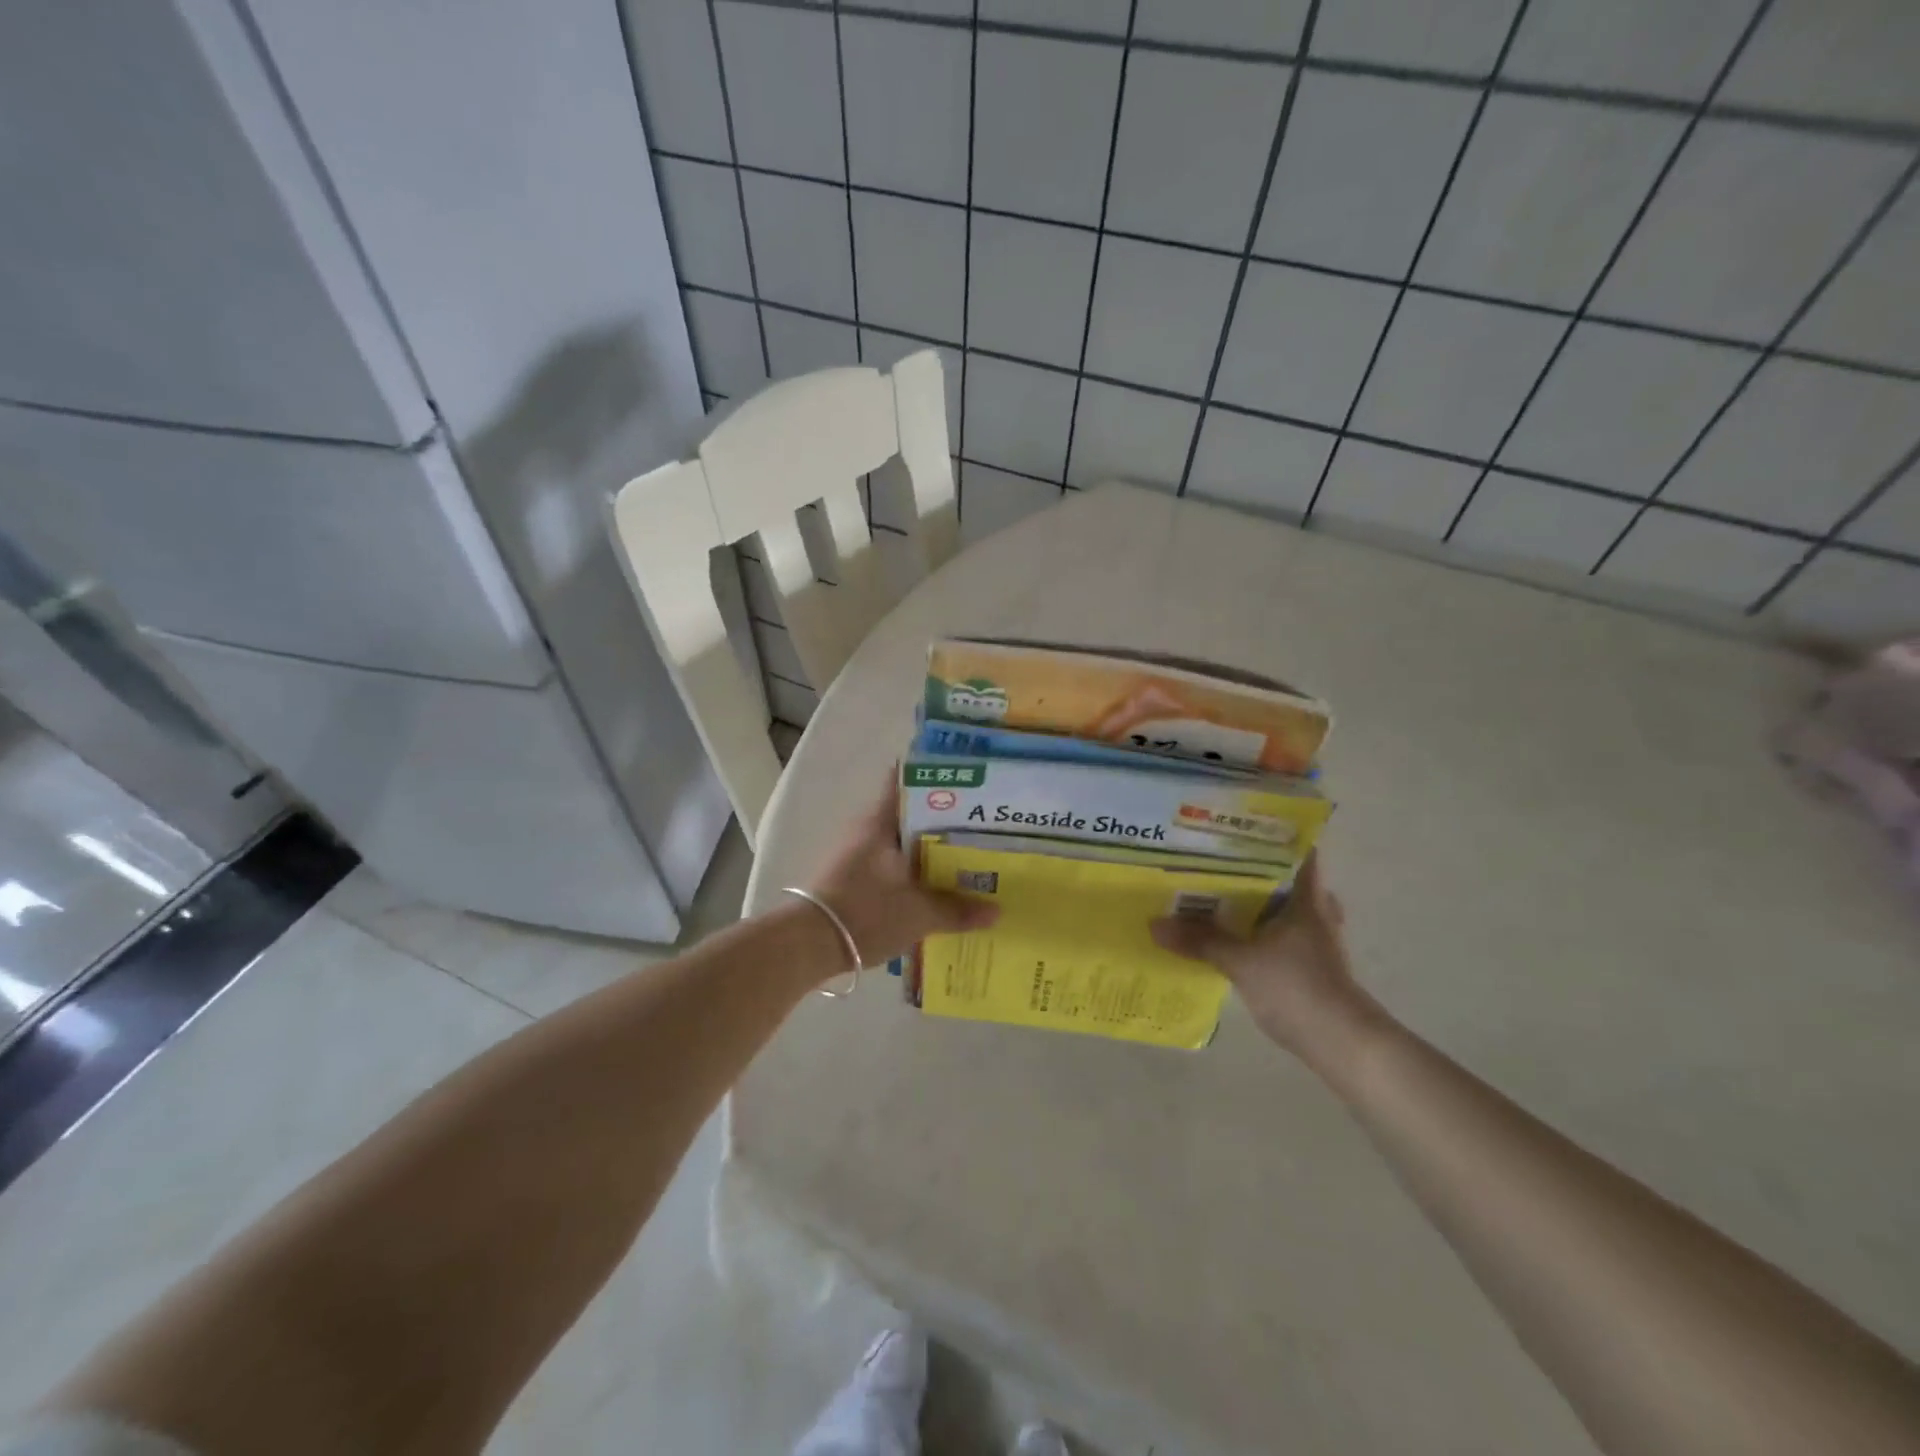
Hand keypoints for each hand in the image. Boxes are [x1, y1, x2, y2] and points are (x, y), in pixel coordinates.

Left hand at [808, 773, 998, 969]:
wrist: (806, 945)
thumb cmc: (865, 913)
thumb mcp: (919, 915)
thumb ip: (958, 910)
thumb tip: (996, 911)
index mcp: (881, 821)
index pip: (907, 781)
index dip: (936, 778)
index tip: (968, 782)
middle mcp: (866, 829)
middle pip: (910, 814)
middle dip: (943, 820)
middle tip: (979, 826)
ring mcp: (855, 853)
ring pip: (900, 841)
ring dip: (927, 849)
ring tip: (964, 858)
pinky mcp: (849, 877)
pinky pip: (889, 865)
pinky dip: (911, 870)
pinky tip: (934, 886)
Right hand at [1150, 856, 1377, 1062]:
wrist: (1342, 1043)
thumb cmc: (1297, 987)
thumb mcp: (1241, 961)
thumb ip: (1200, 940)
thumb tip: (1155, 923)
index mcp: (1307, 899)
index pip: (1300, 853)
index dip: (1274, 837)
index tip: (1241, 829)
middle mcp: (1317, 913)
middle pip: (1289, 881)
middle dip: (1257, 871)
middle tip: (1218, 862)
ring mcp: (1318, 942)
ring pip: (1285, 911)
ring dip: (1258, 904)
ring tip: (1219, 897)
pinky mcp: (1312, 967)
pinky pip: (1281, 937)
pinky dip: (1261, 933)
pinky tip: (1235, 938)